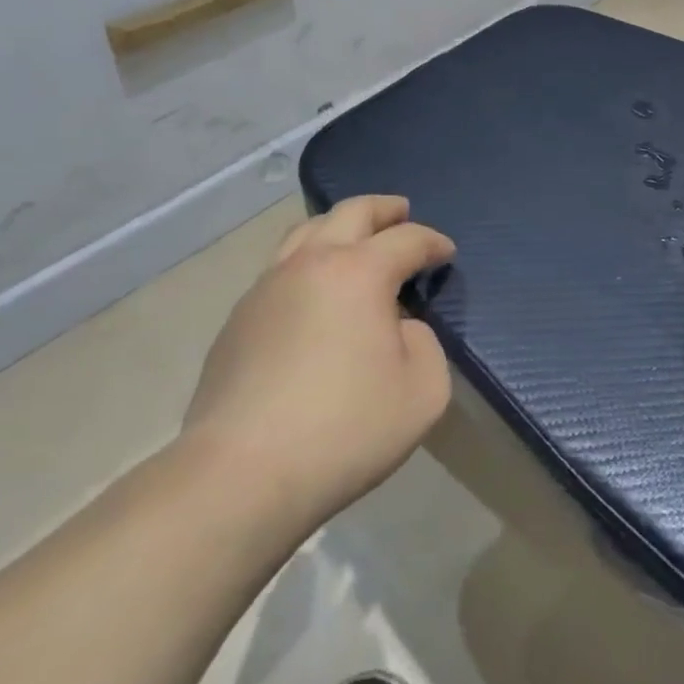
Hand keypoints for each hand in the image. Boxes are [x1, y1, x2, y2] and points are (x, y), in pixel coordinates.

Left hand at [184, 196, 455, 525]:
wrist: (241, 475)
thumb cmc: (346, 429)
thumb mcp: (424, 390)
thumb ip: (425, 345)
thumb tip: (400, 328)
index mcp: (359, 273)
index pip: (407, 239)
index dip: (433, 242)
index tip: (446, 254)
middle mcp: (309, 265)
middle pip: (349, 213)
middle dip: (382, 209)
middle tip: (401, 211)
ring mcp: (265, 289)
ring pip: (304, 232)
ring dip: (338, 226)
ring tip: (355, 239)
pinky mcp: (237, 320)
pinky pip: (280, 270)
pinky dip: (308, 262)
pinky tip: (316, 293)